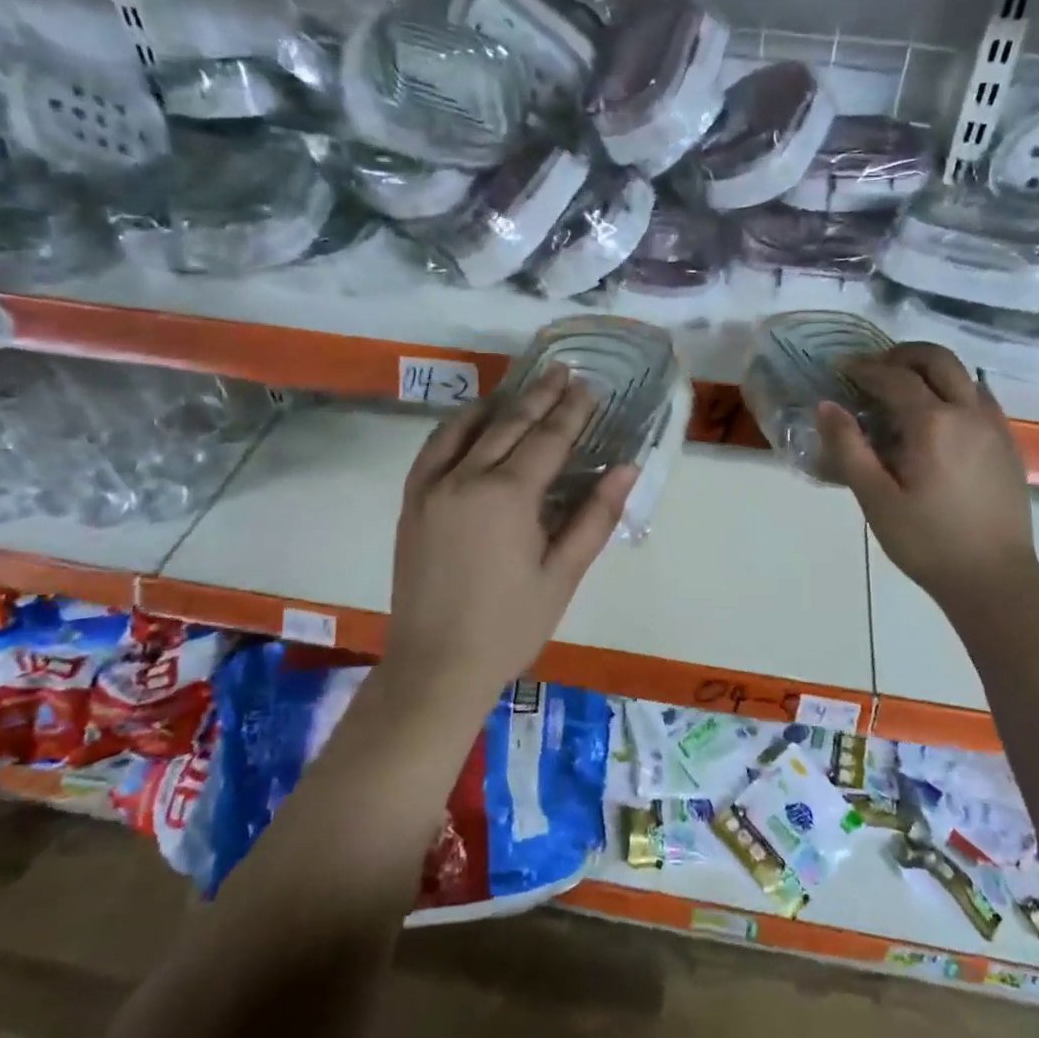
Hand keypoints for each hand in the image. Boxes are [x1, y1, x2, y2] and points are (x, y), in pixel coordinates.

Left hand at [387, 363, 636, 709]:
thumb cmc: (510, 625)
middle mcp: (466, 478)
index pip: (548, 439)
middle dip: (540, 395)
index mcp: (508, 496)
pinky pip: (434, 448)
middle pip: (509, 423)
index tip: (589, 387)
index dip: (572, 411)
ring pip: (467, 428)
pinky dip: (456, 427)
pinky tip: (472, 423)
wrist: (436, 666)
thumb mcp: (563, 575)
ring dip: (499, 403)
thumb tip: (626, 468)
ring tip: (522, 389)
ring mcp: (432, 487)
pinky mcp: (412, 501)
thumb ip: (595, 516)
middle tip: (562, 371)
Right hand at [816, 343, 1038, 603]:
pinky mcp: (1009, 445)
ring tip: (902, 389)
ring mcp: (995, 427)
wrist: (995, 580)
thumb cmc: (927, 542)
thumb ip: (849, 448)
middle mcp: (969, 413)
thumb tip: (826, 405)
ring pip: (964, 375)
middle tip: (874, 368)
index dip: (864, 368)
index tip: (841, 368)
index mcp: (934, 424)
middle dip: (902, 355)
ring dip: (930, 370)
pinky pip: (981, 398)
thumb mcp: (876, 499)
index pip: (894, 378)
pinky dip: (954, 391)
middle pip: (937, 359)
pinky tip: (938, 418)